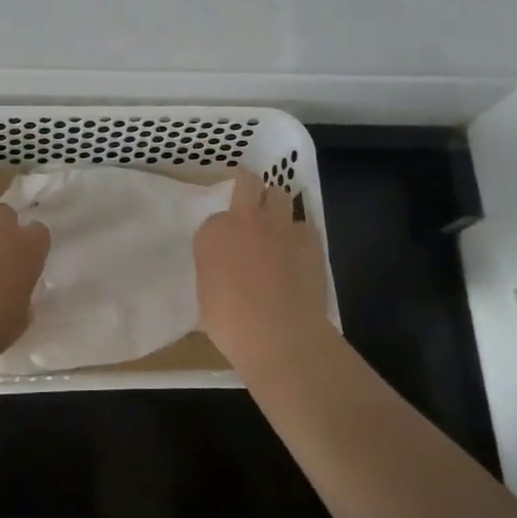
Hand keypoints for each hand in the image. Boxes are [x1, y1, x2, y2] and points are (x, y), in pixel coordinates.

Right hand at [194, 171, 330, 368]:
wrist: (281, 335)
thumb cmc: (232, 324)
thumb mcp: (206, 297)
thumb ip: (214, 271)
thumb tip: (225, 271)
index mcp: (212, 233)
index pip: (213, 221)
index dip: (220, 234)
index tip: (223, 251)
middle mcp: (245, 219)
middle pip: (248, 182)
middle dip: (248, 188)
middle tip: (249, 204)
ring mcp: (280, 225)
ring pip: (279, 194)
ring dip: (275, 205)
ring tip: (275, 227)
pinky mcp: (310, 238)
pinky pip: (303, 226)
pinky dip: (299, 236)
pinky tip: (299, 254)